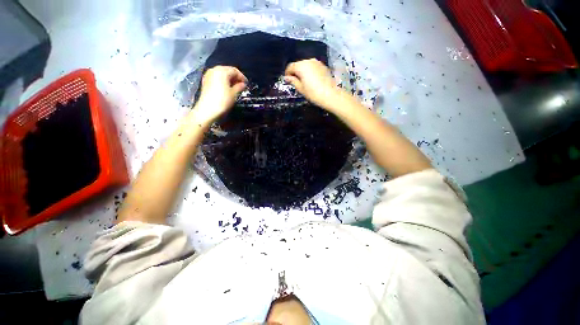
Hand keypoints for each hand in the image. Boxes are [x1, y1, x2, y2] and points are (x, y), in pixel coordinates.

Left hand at [193, 66, 246, 124]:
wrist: (207, 110)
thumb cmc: (223, 101)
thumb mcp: (234, 94)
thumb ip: (239, 87)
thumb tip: (243, 84)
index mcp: (222, 71)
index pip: (235, 70)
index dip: (242, 77)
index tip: (246, 84)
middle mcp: (214, 70)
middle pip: (227, 70)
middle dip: (235, 77)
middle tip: (241, 85)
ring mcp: (208, 75)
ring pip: (221, 74)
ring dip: (229, 79)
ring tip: (235, 87)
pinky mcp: (205, 81)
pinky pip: (216, 78)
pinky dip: (223, 81)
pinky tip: (227, 88)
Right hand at [284, 59, 343, 109]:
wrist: (330, 95)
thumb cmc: (313, 93)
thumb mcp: (301, 89)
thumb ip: (293, 81)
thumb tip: (287, 78)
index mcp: (301, 66)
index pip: (290, 66)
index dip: (287, 73)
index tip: (287, 81)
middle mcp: (309, 61)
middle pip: (298, 64)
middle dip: (295, 72)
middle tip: (296, 82)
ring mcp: (317, 62)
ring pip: (306, 65)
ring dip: (303, 71)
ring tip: (304, 81)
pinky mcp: (323, 66)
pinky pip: (313, 67)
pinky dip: (310, 71)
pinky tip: (312, 80)